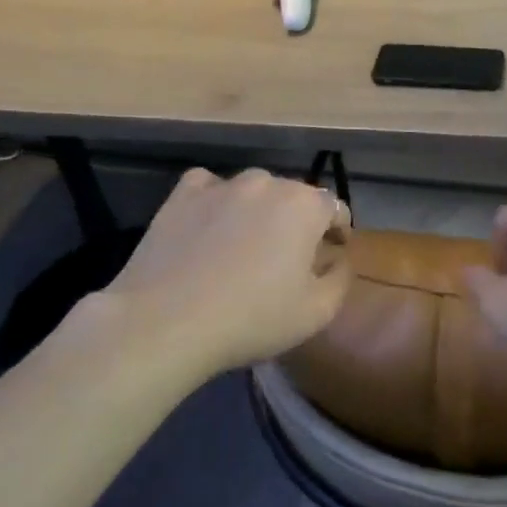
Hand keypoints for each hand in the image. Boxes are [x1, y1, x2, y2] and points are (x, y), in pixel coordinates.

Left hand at [98, 168, 352, 373]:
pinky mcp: (181, 196)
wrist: (165, 323)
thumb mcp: (317, 311)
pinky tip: (210, 226)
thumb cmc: (252, 319)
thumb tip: (338, 259)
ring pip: (253, 191)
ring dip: (259, 211)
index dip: (338, 230)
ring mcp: (222, 186)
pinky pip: (210, 188)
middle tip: (289, 257)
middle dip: (299, 222)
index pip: (334, 207)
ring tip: (246, 245)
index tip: (333, 252)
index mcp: (306, 205)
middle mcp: (268, 183)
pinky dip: (216, 201)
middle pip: (294, 197)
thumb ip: (341, 278)